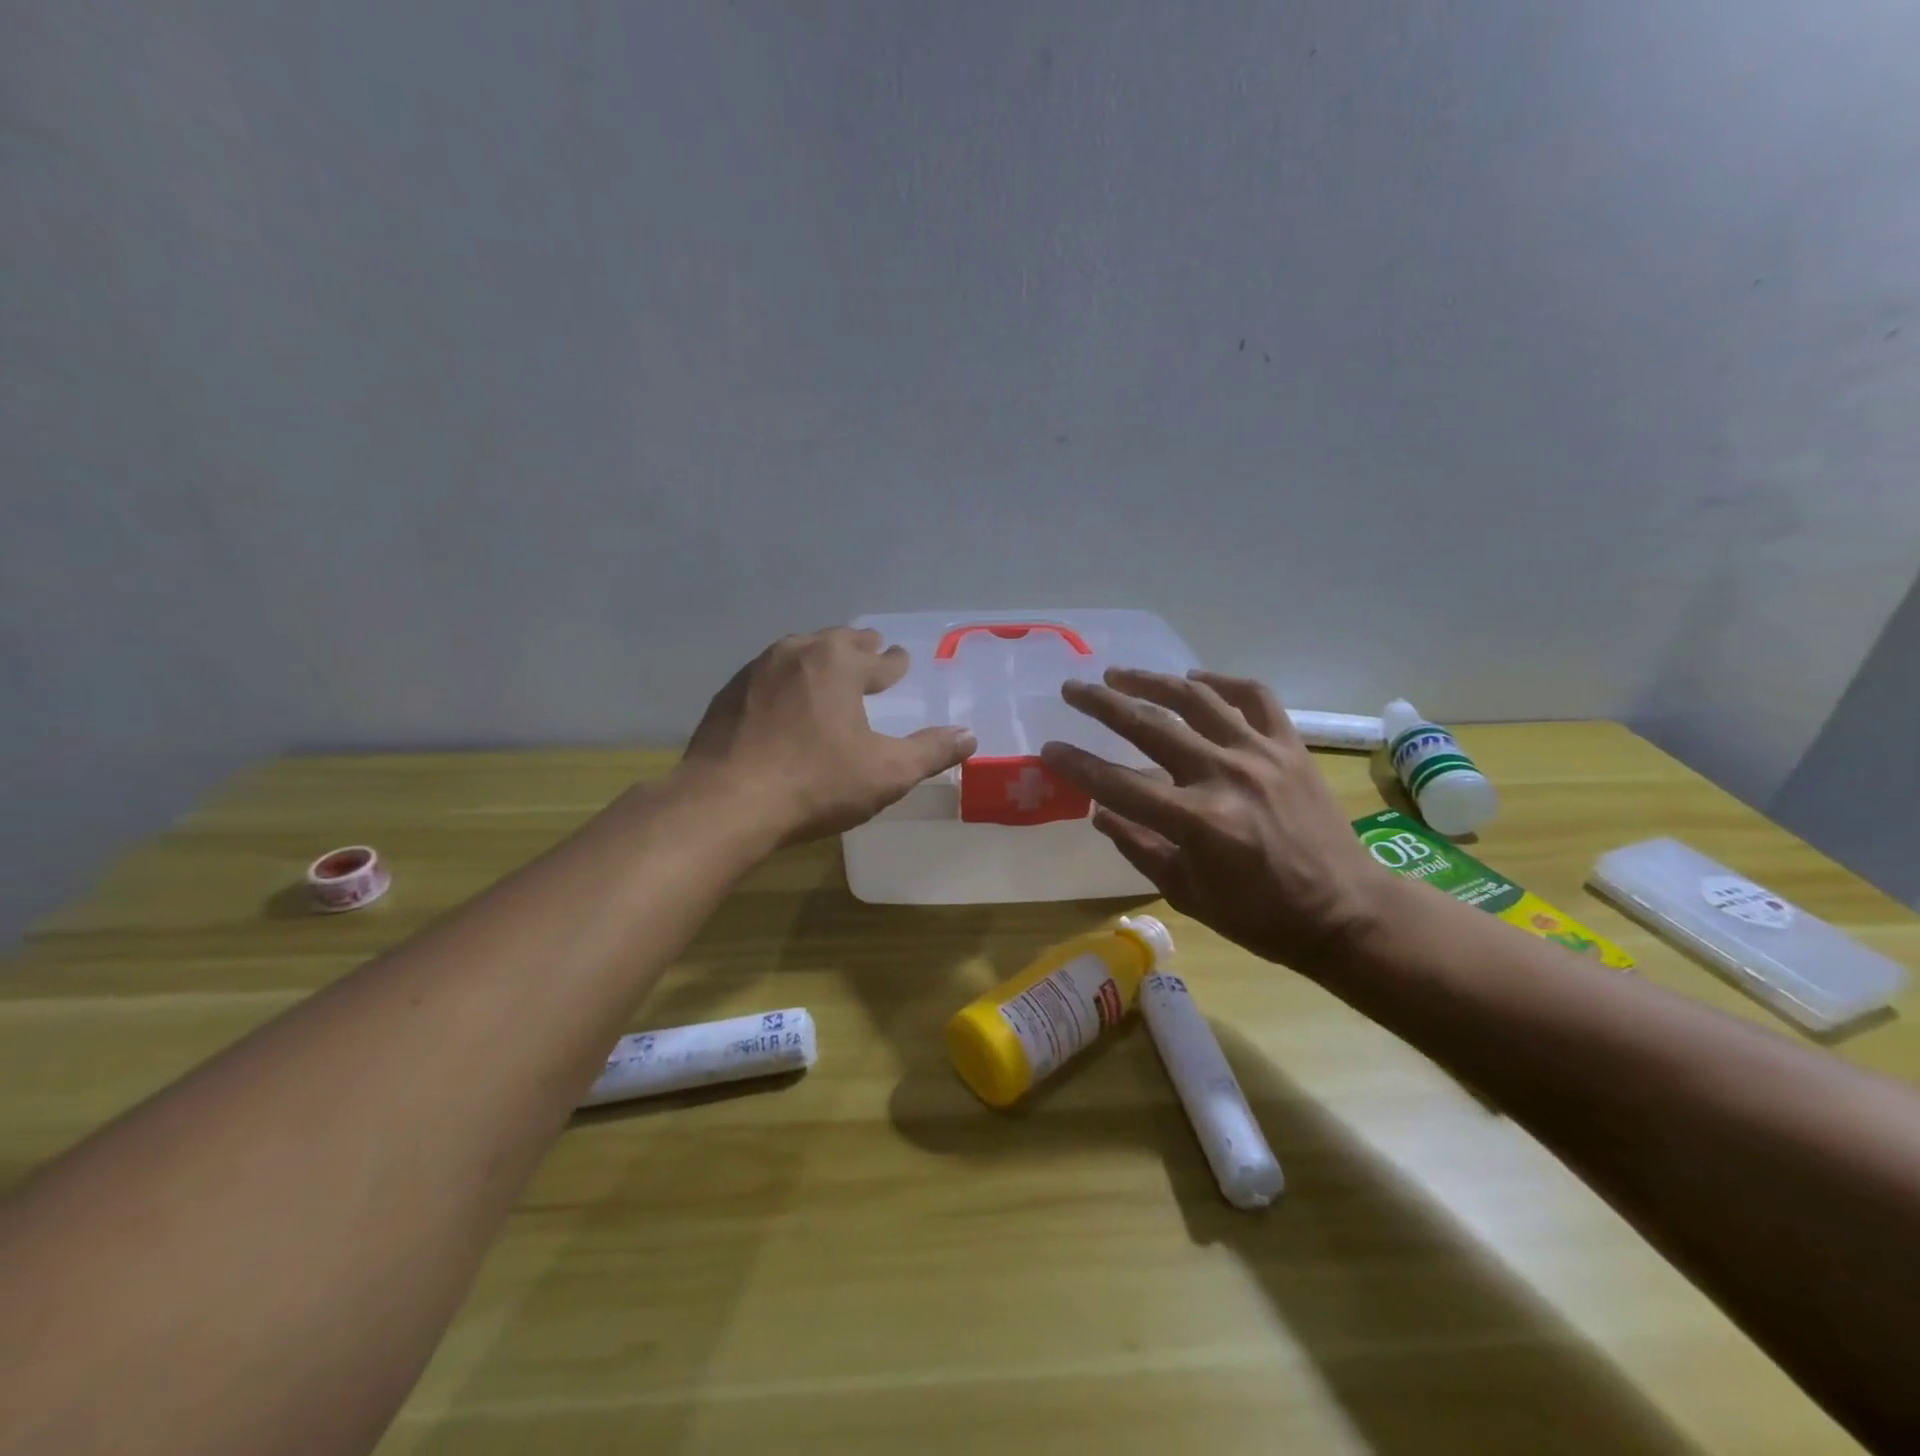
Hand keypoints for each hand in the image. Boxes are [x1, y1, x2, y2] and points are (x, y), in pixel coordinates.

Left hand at [682, 627, 976, 843]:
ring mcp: (755, 671)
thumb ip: (931, 751)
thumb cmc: (816, 783)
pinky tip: (783, 701)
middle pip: (835, 642)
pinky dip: (785, 681)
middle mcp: (796, 653)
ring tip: (827, 671)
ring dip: (818, 659)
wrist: (726, 802)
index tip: (899, 660)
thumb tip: (969, 735)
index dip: (893, 662)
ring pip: (797, 653)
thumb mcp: (887, 773)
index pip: (877, 658)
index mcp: (838, 663)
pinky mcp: (727, 695)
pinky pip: (767, 677)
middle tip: (870, 652)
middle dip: (857, 648)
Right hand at [1040, 668, 1395, 971]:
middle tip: (1073, 689)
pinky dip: (1222, 683)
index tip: (1049, 749)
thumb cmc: (1260, 916)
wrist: (1345, 912)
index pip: (1118, 784)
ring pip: (1197, 700)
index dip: (1077, 765)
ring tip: (1120, 674)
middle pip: (1150, 727)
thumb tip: (1100, 812)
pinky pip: (1254, 698)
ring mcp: (1261, 755)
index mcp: (1196, 821)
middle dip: (1103, 704)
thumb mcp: (1187, 894)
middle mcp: (1225, 776)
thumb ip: (1139, 848)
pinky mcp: (1290, 747)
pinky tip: (1195, 680)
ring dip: (1152, 682)